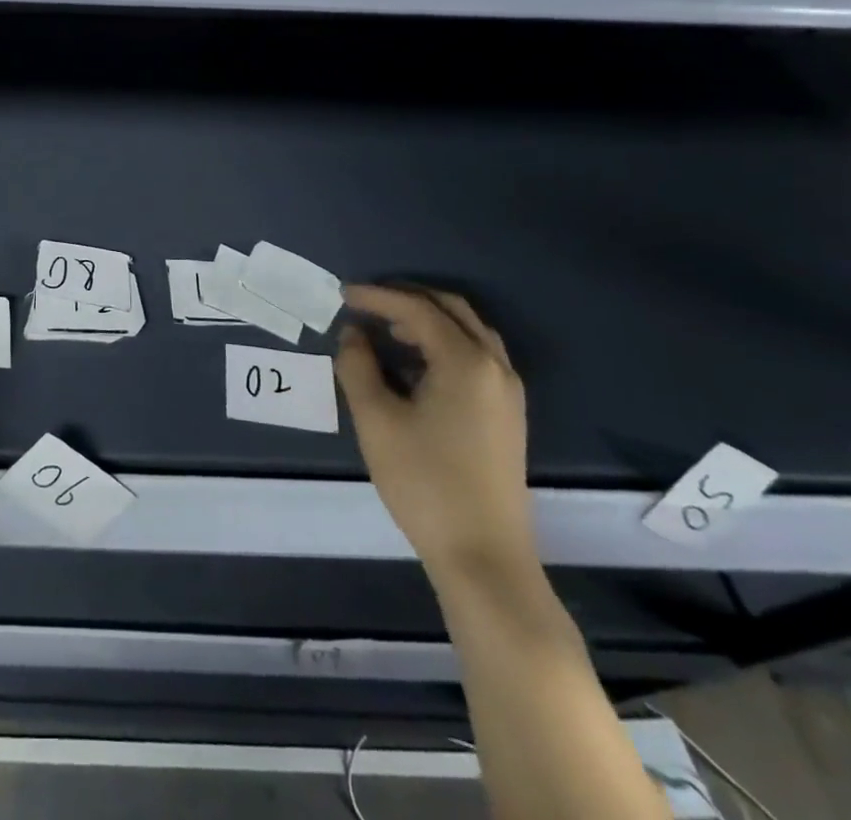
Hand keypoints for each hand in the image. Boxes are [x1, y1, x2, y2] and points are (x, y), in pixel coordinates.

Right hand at [335, 284, 535, 582]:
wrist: (484, 557)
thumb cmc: (425, 482)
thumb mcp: (376, 419)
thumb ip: (357, 366)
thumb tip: (354, 334)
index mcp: (466, 362)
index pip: (417, 309)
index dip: (377, 297)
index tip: (342, 294)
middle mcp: (495, 367)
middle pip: (451, 309)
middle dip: (406, 298)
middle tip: (366, 302)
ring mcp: (507, 392)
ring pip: (468, 332)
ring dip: (427, 320)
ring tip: (386, 330)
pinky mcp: (507, 415)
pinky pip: (476, 356)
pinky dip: (444, 343)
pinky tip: (414, 364)